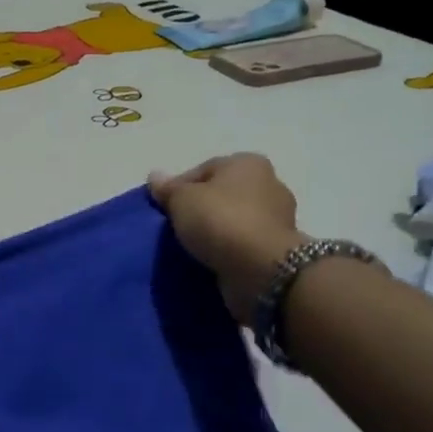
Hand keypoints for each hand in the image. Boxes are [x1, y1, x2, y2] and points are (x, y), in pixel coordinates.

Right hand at [149, 156, 309, 323]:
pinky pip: (243, 244)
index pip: (203, 170)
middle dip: (199, 210)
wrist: (260, 268)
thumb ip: (168, 188)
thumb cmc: (220, 221)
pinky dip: (228, 250)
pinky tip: (210, 260)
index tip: (164, 209)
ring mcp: (277, 218)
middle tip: (176, 228)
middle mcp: (268, 184)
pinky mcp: (276, 248)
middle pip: (221, 195)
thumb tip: (155, 176)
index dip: (179, 188)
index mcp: (248, 163)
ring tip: (191, 248)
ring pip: (233, 220)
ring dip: (215, 232)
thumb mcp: (182, 199)